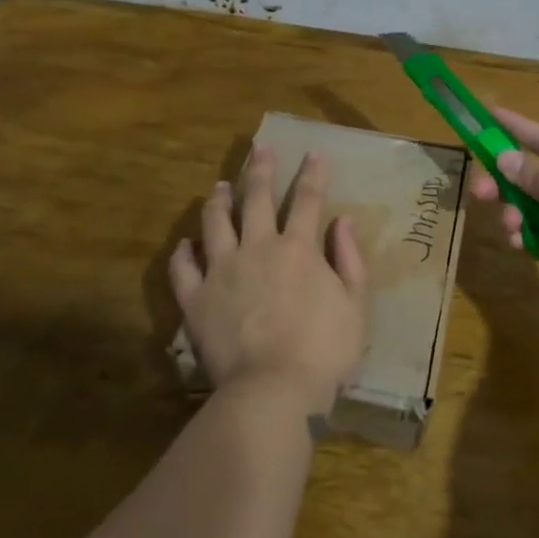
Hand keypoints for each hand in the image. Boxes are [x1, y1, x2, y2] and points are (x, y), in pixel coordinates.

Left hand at [168, 144, 368, 414]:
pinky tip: (186, 243)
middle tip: (259, 148)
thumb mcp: (355, 305)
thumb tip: (342, 220)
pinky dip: (183, 251)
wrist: (273, 390)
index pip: (307, 199)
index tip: (314, 152)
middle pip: (256, 198)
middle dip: (259, 169)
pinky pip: (183, 268)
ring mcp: (222, 271)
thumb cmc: (324, 351)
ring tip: (219, 185)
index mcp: (297, 248)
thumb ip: (349, 259)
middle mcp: (257, 247)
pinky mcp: (196, 299)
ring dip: (218, 199)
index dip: (313, 173)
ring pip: (215, 222)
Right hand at [468, 106, 538, 334]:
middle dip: (505, 181)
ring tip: (511, 223)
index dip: (517, 128)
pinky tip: (517, 242)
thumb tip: (504, 158)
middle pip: (534, 179)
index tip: (486, 115)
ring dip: (515, 214)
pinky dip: (525, 239)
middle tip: (478, 188)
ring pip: (532, 211)